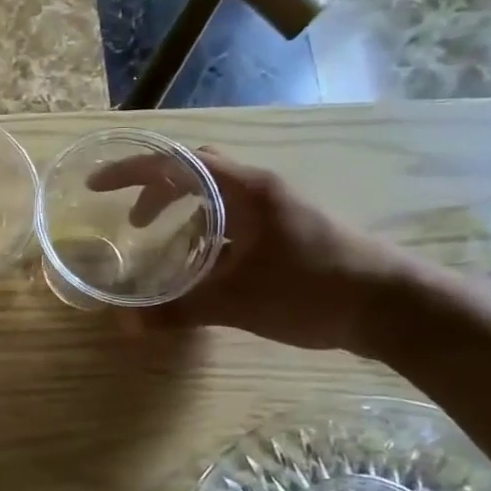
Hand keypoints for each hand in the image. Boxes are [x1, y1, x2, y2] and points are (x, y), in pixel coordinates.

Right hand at [91, 149, 421, 352]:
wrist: (393, 307)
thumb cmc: (313, 290)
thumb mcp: (238, 303)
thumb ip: (179, 311)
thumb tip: (125, 326)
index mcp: (245, 190)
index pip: (175, 163)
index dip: (131, 171)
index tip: (97, 187)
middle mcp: (259, 189)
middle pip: (194, 174)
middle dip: (156, 193)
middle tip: (132, 223)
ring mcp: (277, 209)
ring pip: (216, 199)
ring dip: (183, 216)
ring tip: (162, 249)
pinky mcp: (288, 231)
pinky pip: (233, 221)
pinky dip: (207, 236)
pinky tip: (203, 270)